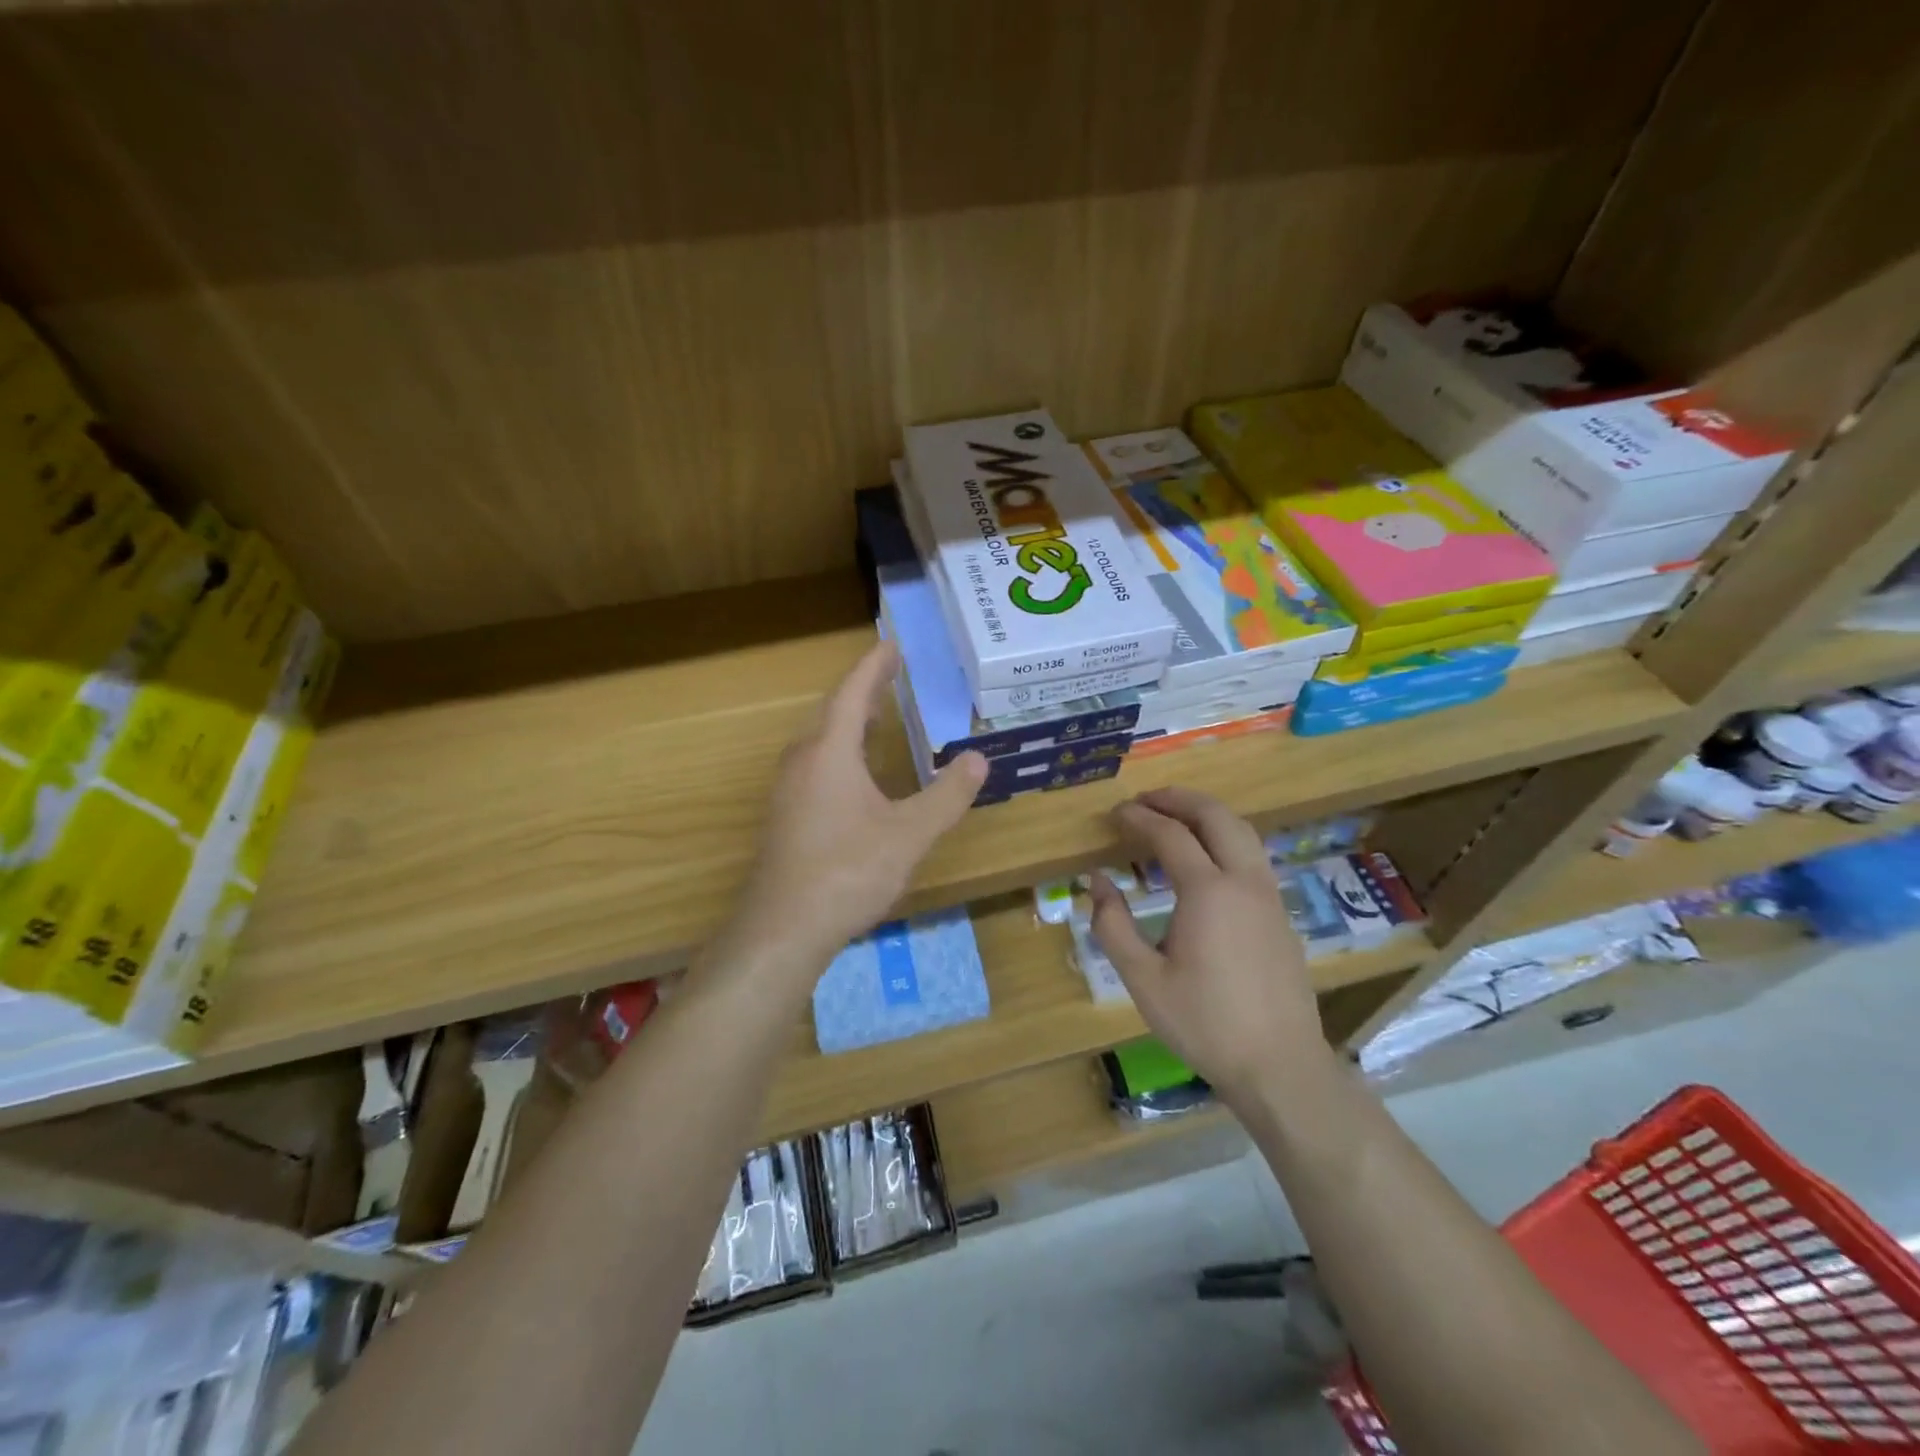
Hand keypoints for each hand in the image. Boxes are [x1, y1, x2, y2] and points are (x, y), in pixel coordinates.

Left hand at [717, 639, 985, 980]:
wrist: (783, 928)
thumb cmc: (847, 871)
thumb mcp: (909, 834)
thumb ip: (947, 796)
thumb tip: (978, 759)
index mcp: (830, 752)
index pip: (852, 693)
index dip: (873, 667)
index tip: (891, 645)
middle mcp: (803, 761)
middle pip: (832, 712)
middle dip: (863, 691)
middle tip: (891, 677)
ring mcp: (788, 790)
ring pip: (820, 741)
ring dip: (848, 722)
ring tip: (877, 717)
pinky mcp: (784, 816)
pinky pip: (814, 765)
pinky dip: (839, 751)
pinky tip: (856, 776)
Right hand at [1089, 788, 1331, 1106]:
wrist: (1280, 1065)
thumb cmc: (1204, 1023)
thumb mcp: (1143, 979)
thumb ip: (1113, 925)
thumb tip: (1097, 881)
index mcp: (1208, 892)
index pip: (1170, 835)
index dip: (1139, 818)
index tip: (1115, 814)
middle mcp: (1244, 881)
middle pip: (1215, 816)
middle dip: (1178, 799)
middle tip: (1145, 800)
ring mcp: (1269, 895)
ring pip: (1242, 830)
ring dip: (1206, 813)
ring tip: (1174, 816)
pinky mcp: (1281, 912)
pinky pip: (1252, 853)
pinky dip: (1225, 836)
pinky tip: (1206, 856)